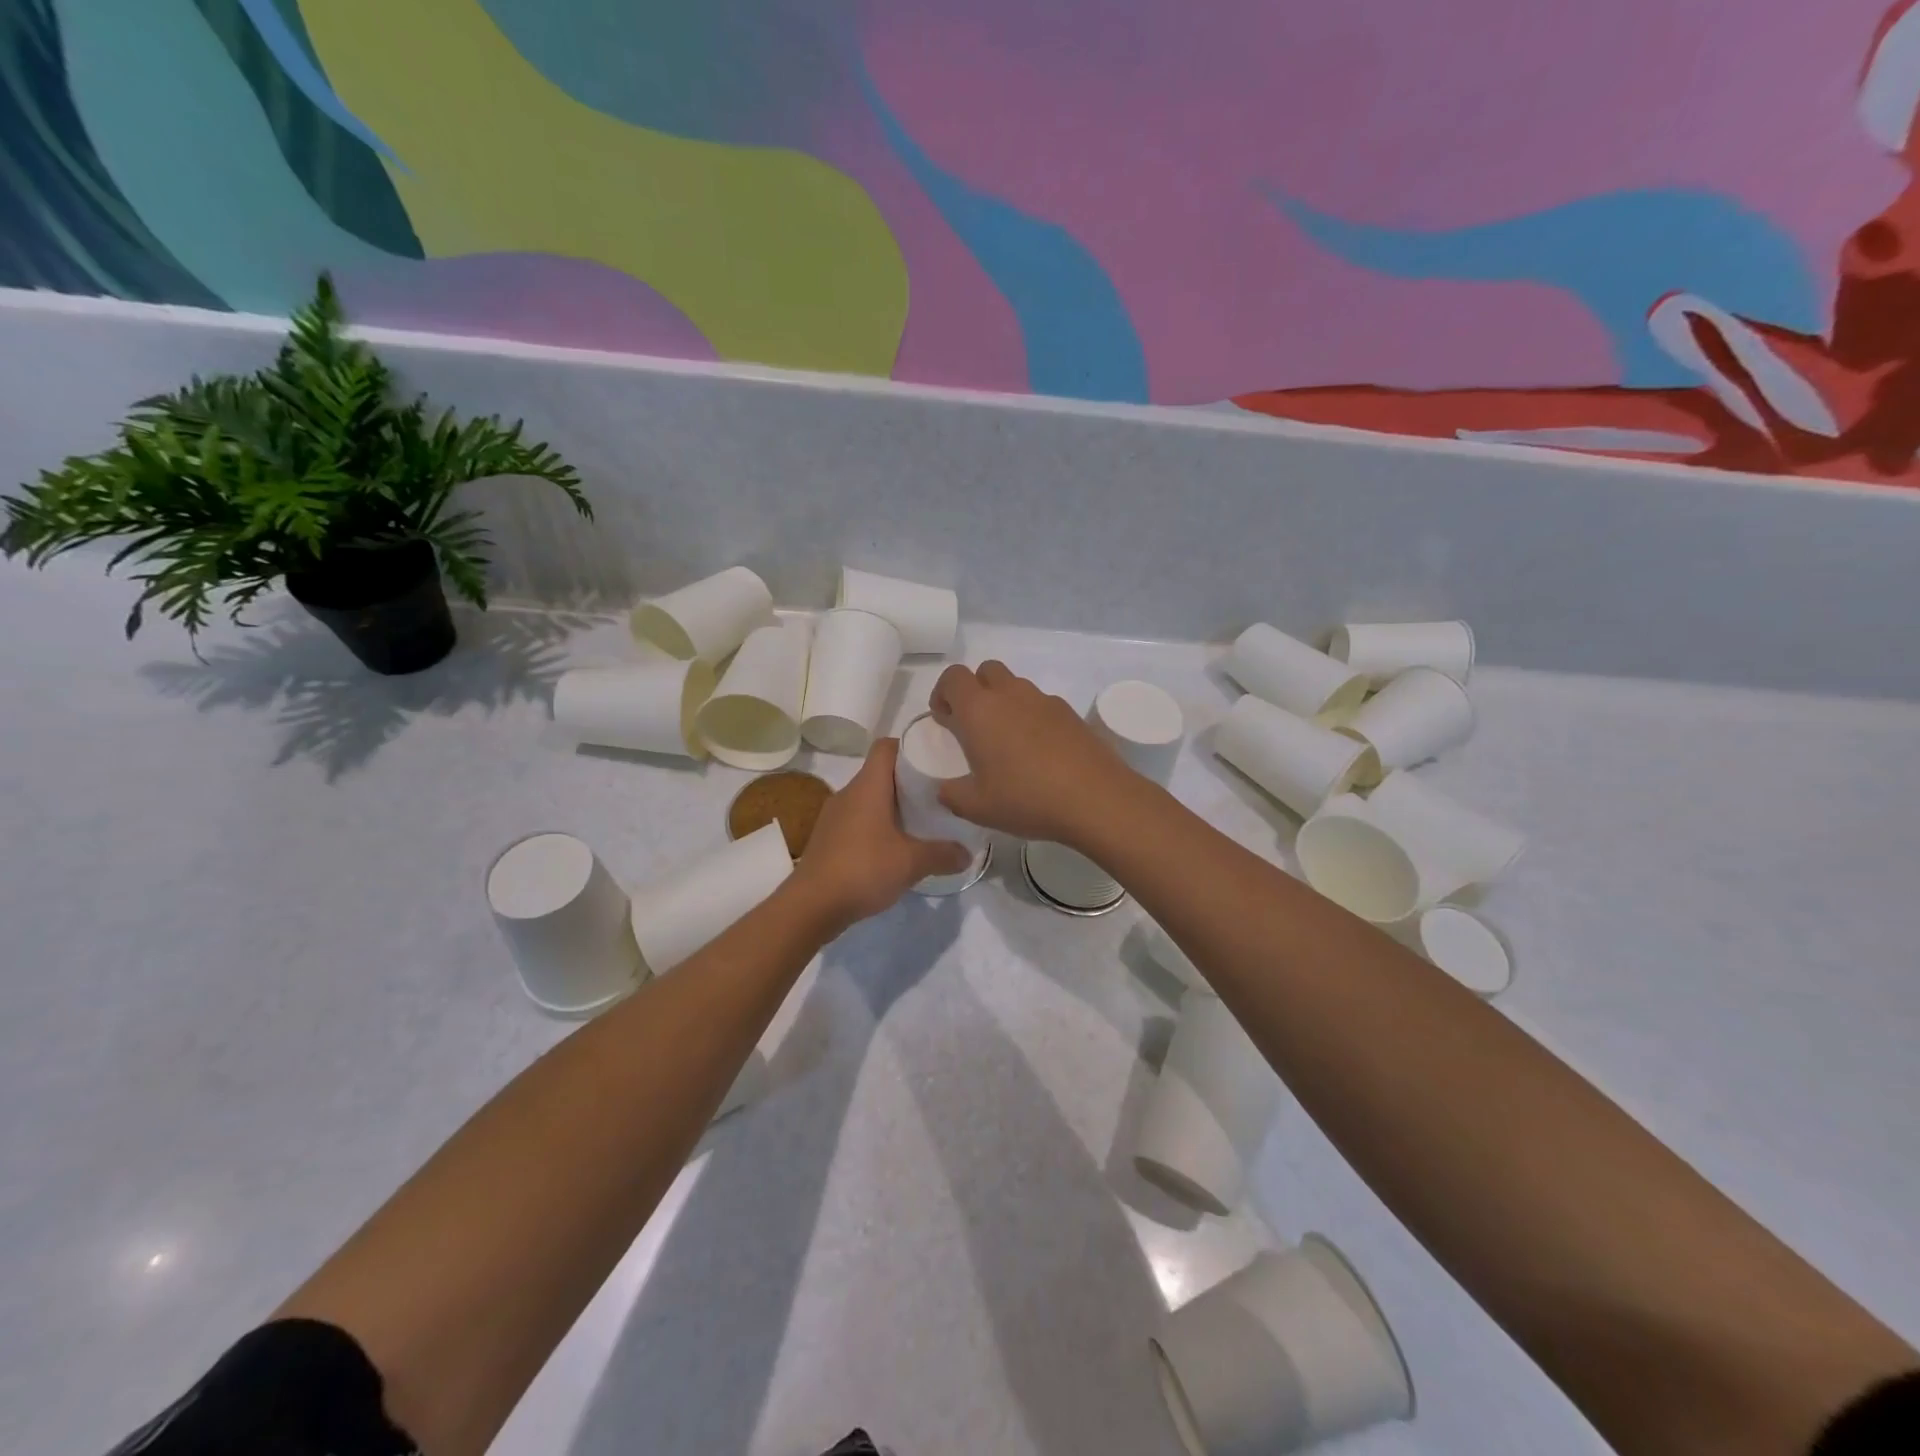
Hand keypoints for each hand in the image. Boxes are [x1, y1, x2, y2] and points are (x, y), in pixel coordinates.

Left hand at [791, 738, 971, 932]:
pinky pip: (858, 821)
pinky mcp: (828, 839)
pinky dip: (877, 826)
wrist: (811, 906)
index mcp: (867, 787)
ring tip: (920, 821)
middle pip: (880, 773)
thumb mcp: (912, 863)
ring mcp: (834, 817)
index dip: (909, 746)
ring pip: (869, 799)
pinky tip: (894, 847)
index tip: (933, 757)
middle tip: (937, 793)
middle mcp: (848, 793)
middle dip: (908, 780)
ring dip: (892, 806)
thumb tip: (968, 854)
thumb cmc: (863, 869)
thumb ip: (943, 854)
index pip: (886, 747)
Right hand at [930, 661, 1137, 846]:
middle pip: (986, 671)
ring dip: (1004, 703)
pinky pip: (1042, 704)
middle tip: (974, 727)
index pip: (953, 677)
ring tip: (1008, 743)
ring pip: (1016, 686)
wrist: (1096, 798)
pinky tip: (1039, 753)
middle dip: (975, 690)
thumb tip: (945, 790)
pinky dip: (1032, 718)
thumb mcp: (977, 807)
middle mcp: (1011, 695)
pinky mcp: (1071, 714)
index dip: (943, 692)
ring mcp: (1045, 700)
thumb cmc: (1027, 798)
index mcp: (980, 710)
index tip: (945, 719)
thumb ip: (952, 795)